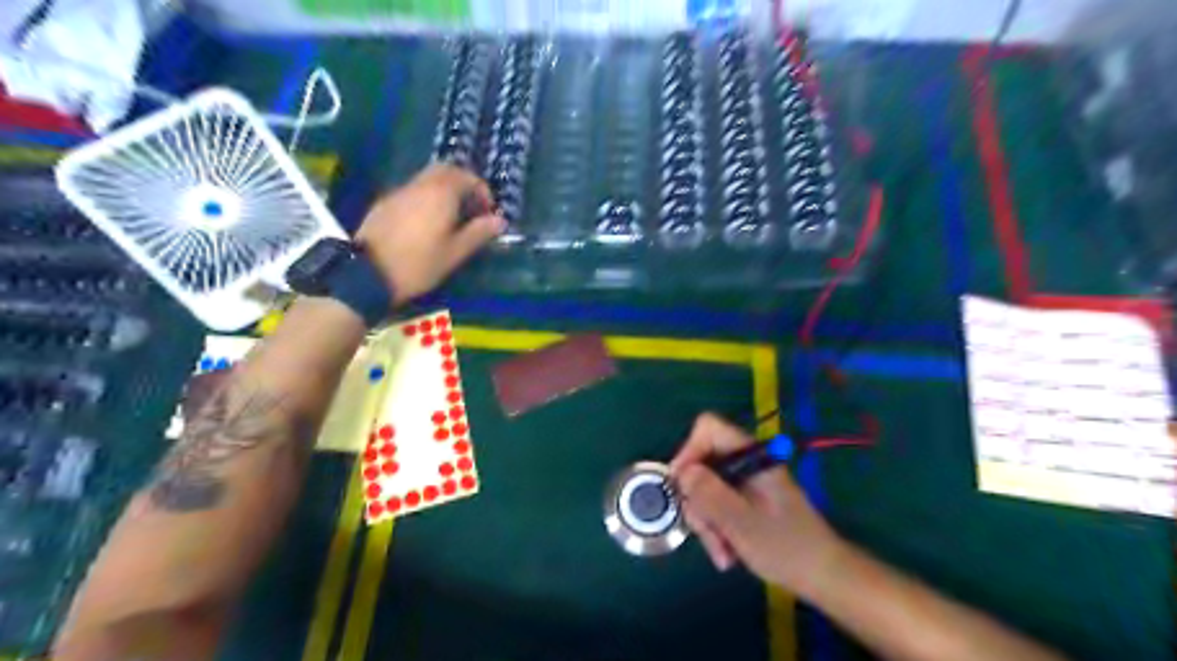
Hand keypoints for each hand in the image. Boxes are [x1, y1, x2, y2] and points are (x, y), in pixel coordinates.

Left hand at [358, 162, 505, 300]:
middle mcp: (420, 185)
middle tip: (471, 208)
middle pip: (446, 170)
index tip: (488, 212)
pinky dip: (426, 199)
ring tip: (451, 219)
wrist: (368, 273)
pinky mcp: (385, 203)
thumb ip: (478, 233)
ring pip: (427, 179)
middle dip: (463, 184)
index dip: (482, 191)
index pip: (467, 176)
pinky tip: (426, 224)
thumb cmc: (419, 264)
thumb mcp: (455, 253)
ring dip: (444, 191)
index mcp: (441, 193)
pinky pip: (412, 192)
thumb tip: (499, 221)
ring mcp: (399, 192)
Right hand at [671, 412, 847, 599]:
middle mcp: (746, 463)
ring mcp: (746, 482)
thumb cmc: (786, 547)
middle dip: (698, 501)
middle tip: (704, 531)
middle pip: (702, 463)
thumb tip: (682, 472)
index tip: (682, 486)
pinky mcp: (746, 500)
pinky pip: (718, 505)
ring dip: (707, 522)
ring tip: (722, 553)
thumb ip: (709, 493)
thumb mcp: (741, 522)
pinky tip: (727, 553)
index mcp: (751, 456)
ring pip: (706, 489)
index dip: (689, 451)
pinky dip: (717, 528)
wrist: (824, 576)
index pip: (708, 429)